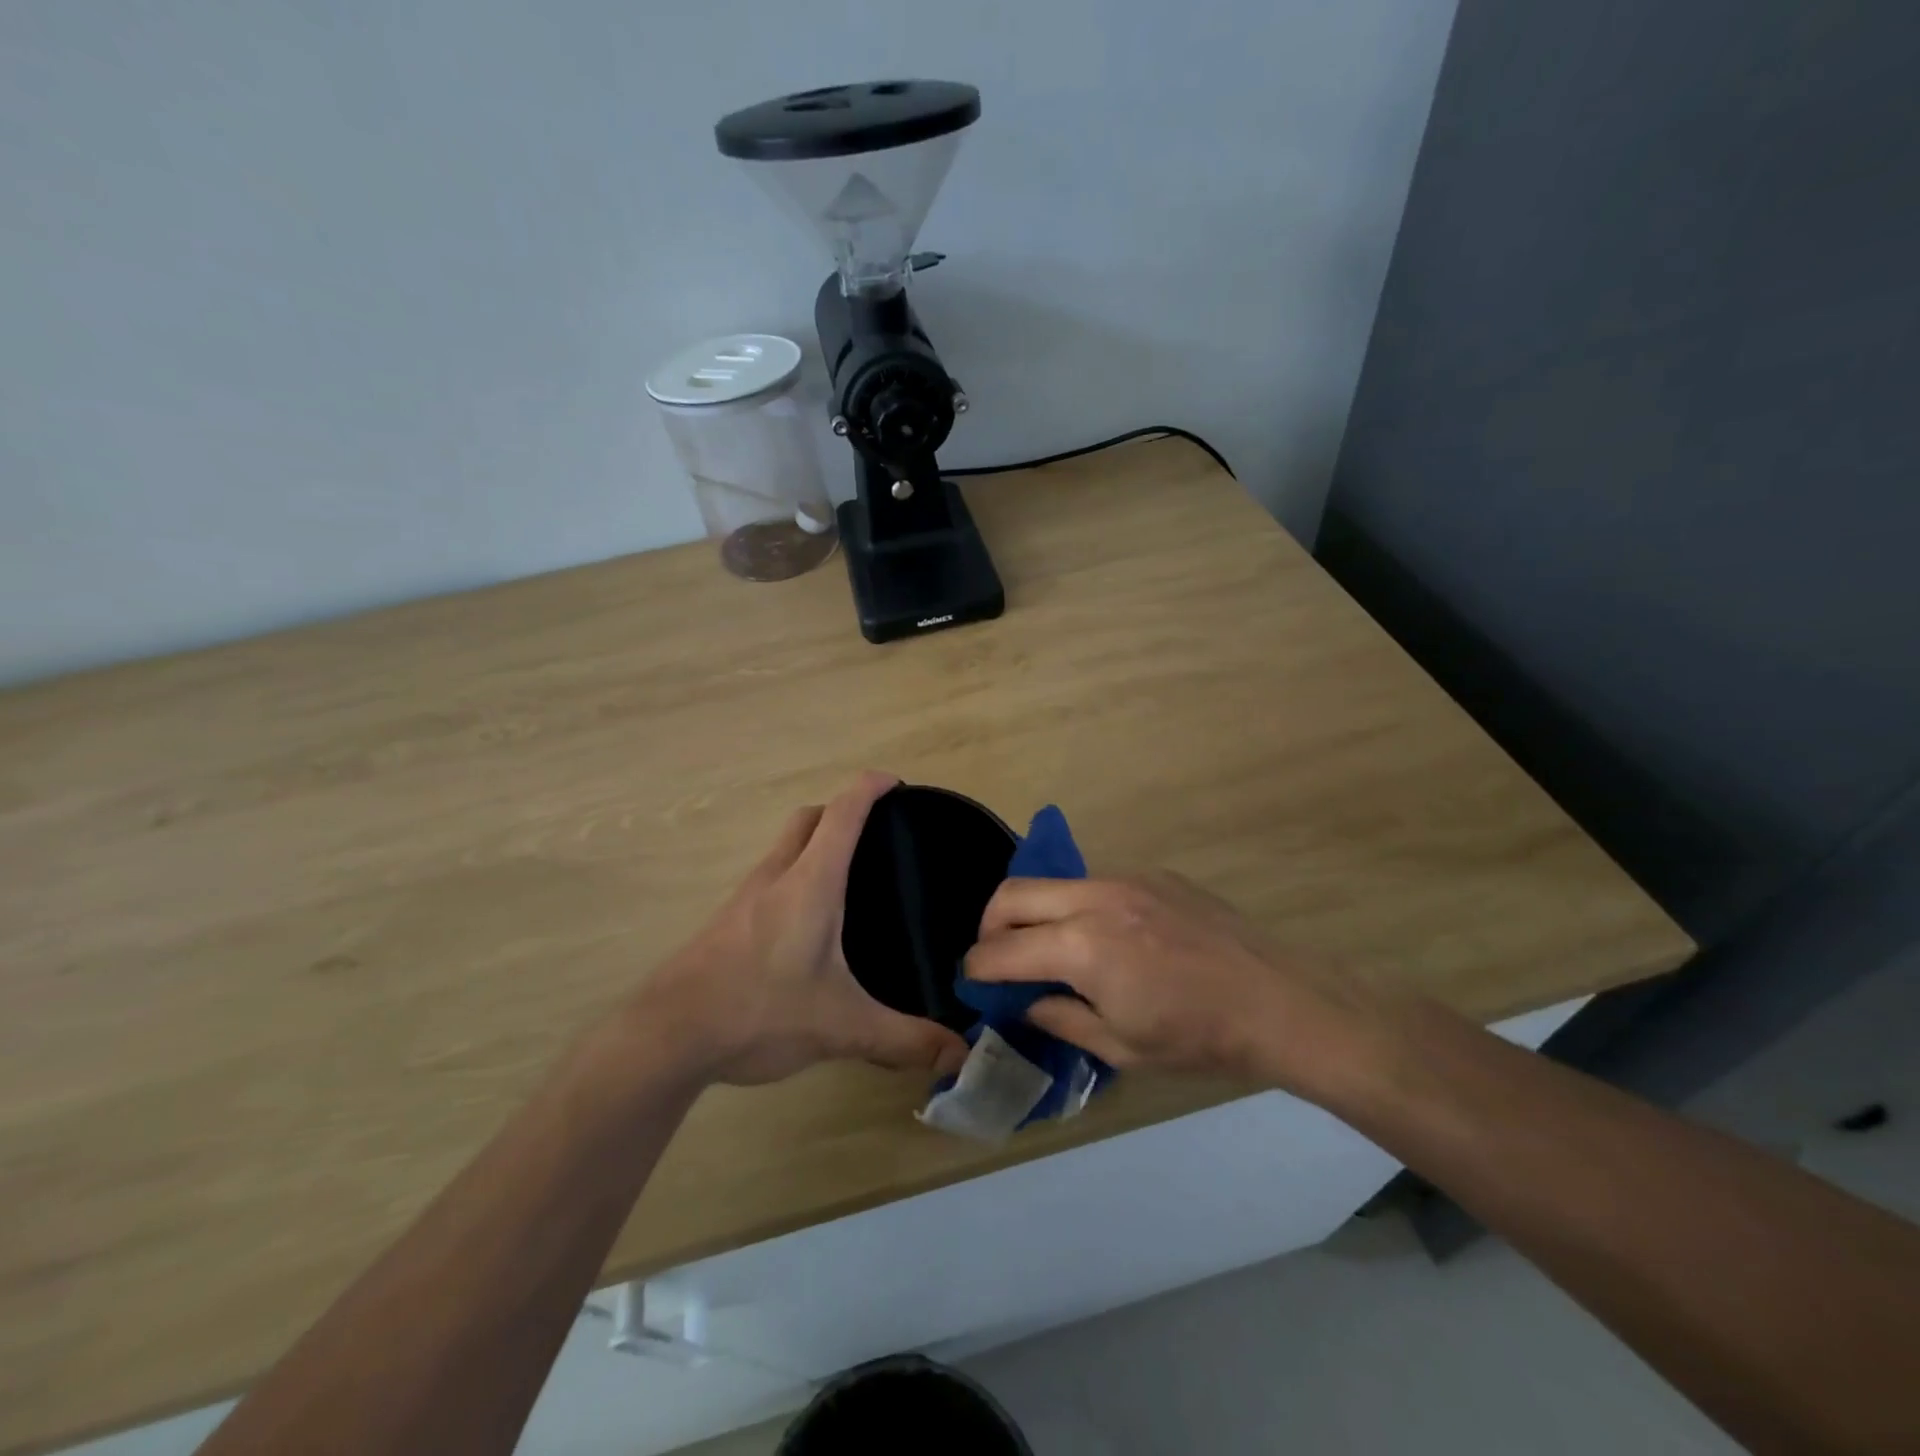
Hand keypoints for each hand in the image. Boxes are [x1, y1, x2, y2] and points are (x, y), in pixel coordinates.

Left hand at [631, 772, 969, 1086]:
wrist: (667, 1035)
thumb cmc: (760, 1011)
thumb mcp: (841, 1027)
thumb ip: (904, 1039)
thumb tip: (959, 1054)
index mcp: (810, 883)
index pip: (842, 813)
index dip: (869, 788)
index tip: (895, 783)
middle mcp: (776, 876)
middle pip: (809, 819)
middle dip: (841, 811)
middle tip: (877, 836)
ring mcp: (746, 896)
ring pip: (785, 847)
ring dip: (815, 844)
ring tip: (849, 879)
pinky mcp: (727, 920)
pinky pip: (770, 877)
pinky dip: (794, 876)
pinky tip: (807, 924)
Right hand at [964, 871, 1388, 1096]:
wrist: (1279, 1001)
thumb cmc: (1198, 1038)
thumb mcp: (1121, 1047)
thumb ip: (1061, 1018)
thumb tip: (1027, 1002)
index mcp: (1082, 947)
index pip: (1003, 950)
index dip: (977, 967)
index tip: (971, 980)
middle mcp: (1095, 898)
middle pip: (1013, 894)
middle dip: (990, 925)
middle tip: (998, 957)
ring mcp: (1126, 878)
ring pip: (1054, 883)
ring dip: (1035, 912)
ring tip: (1050, 948)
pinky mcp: (1153, 874)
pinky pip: (1095, 883)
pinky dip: (1078, 907)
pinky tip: (1107, 938)